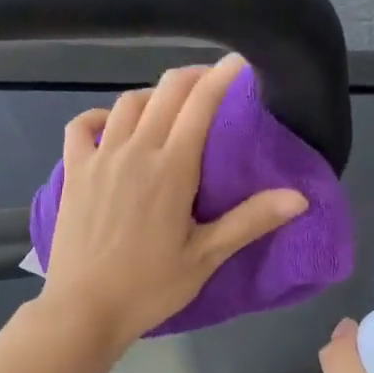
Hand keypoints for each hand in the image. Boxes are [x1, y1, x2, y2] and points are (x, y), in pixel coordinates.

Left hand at [39, 54, 308, 351]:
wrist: (84, 309)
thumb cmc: (149, 287)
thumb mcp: (205, 257)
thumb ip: (250, 221)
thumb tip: (300, 197)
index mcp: (171, 168)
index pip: (200, 104)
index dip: (222, 77)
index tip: (239, 63)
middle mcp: (134, 151)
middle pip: (165, 92)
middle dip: (192, 77)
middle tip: (211, 82)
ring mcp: (99, 158)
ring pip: (127, 103)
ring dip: (153, 95)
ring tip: (169, 106)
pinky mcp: (73, 172)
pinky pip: (82, 126)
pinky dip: (100, 115)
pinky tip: (113, 126)